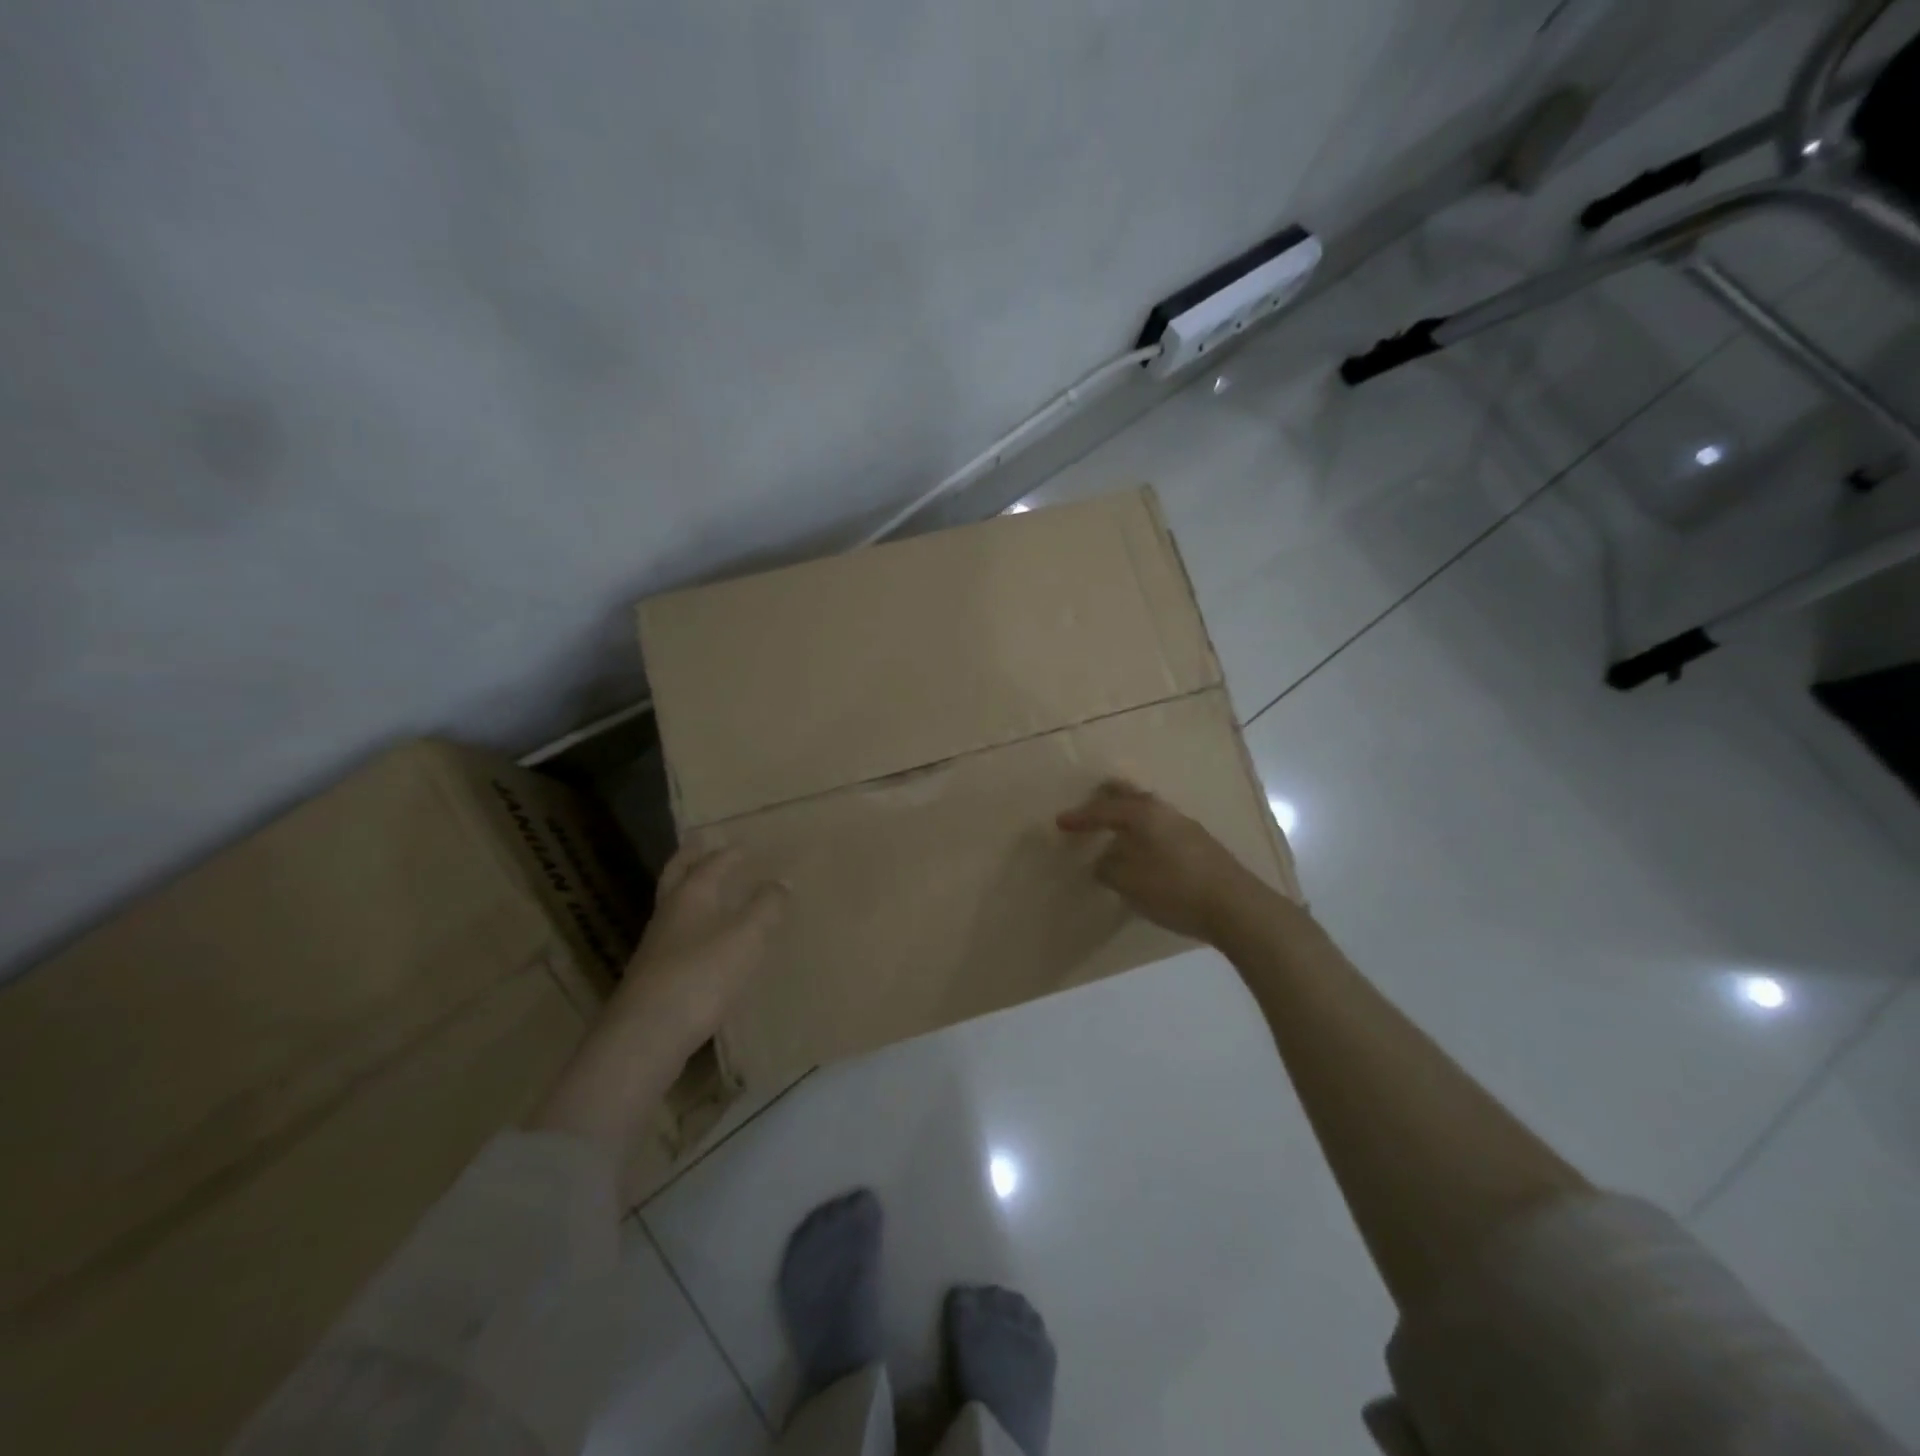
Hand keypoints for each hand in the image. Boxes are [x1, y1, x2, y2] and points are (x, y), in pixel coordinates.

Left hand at [612, 842, 787, 1054]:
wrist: (647, 1034)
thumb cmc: (702, 974)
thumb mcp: (747, 936)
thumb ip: (766, 907)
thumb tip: (781, 881)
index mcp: (691, 895)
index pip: (710, 864)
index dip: (729, 853)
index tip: (744, 845)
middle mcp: (669, 913)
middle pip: (676, 876)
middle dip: (690, 858)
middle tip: (701, 844)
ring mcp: (657, 946)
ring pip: (673, 906)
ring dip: (689, 891)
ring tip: (708, 890)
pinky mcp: (655, 976)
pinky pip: (676, 936)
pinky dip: (690, 924)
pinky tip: (703, 941)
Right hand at [1057, 780, 1275, 944]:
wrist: (1236, 907)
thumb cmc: (1175, 889)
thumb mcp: (1129, 882)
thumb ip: (1109, 868)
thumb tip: (1104, 861)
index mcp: (1143, 814)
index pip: (1104, 809)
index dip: (1080, 817)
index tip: (1060, 822)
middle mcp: (1164, 812)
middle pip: (1130, 795)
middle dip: (1108, 799)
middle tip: (1090, 805)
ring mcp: (1186, 826)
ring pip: (1149, 811)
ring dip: (1128, 817)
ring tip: (1114, 830)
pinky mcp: (1200, 844)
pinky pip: (1161, 827)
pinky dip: (1144, 832)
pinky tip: (1142, 849)